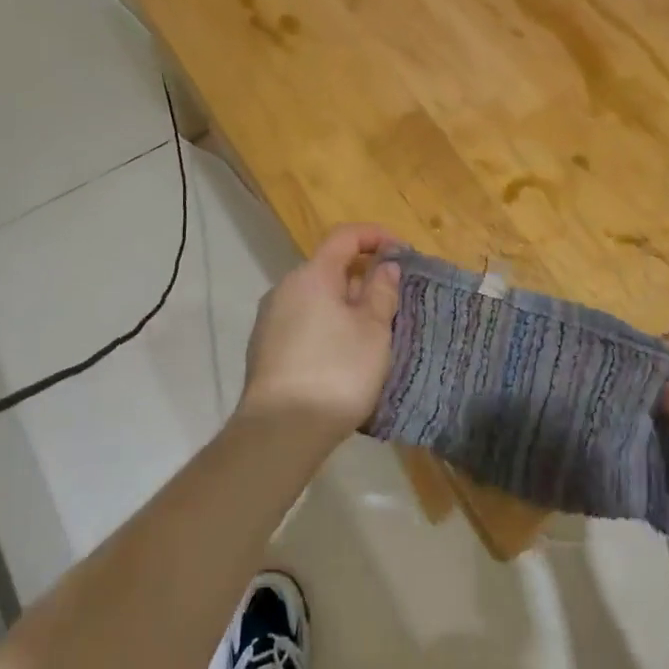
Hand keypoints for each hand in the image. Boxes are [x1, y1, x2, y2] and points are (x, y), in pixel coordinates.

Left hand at [239, 223, 401, 438]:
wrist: (280, 432)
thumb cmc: (336, 371)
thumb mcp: (374, 330)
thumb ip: (382, 291)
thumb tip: (385, 266)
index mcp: (312, 275)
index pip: (345, 236)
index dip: (376, 236)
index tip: (403, 252)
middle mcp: (285, 289)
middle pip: (329, 268)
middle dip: (363, 277)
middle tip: (393, 301)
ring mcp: (270, 320)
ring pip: (316, 298)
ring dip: (346, 305)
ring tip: (373, 332)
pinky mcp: (265, 350)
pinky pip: (303, 322)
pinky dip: (328, 325)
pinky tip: (344, 355)